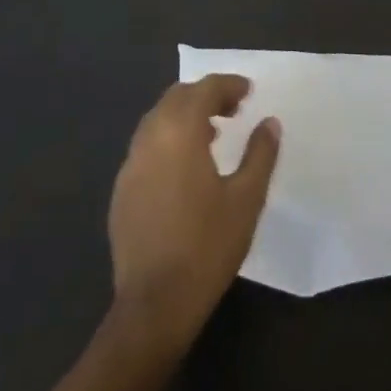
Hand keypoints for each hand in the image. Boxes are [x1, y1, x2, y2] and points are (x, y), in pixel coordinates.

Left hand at [108, 74, 280, 340]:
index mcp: (179, 132)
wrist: (154, 306)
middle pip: (177, 97)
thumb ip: (260, 153)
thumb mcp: (247, 199)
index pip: (204, 89)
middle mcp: (150, 138)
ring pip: (158, 120)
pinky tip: (185, 168)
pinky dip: (168, 140)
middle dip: (206, 95)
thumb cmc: (207, 246)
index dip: (228, 85)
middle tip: (233, 109)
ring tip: (212, 134)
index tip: (249, 92)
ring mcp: (130, 165)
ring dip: (185, 116)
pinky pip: (146, 147)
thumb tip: (269, 122)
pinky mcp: (122, 190)